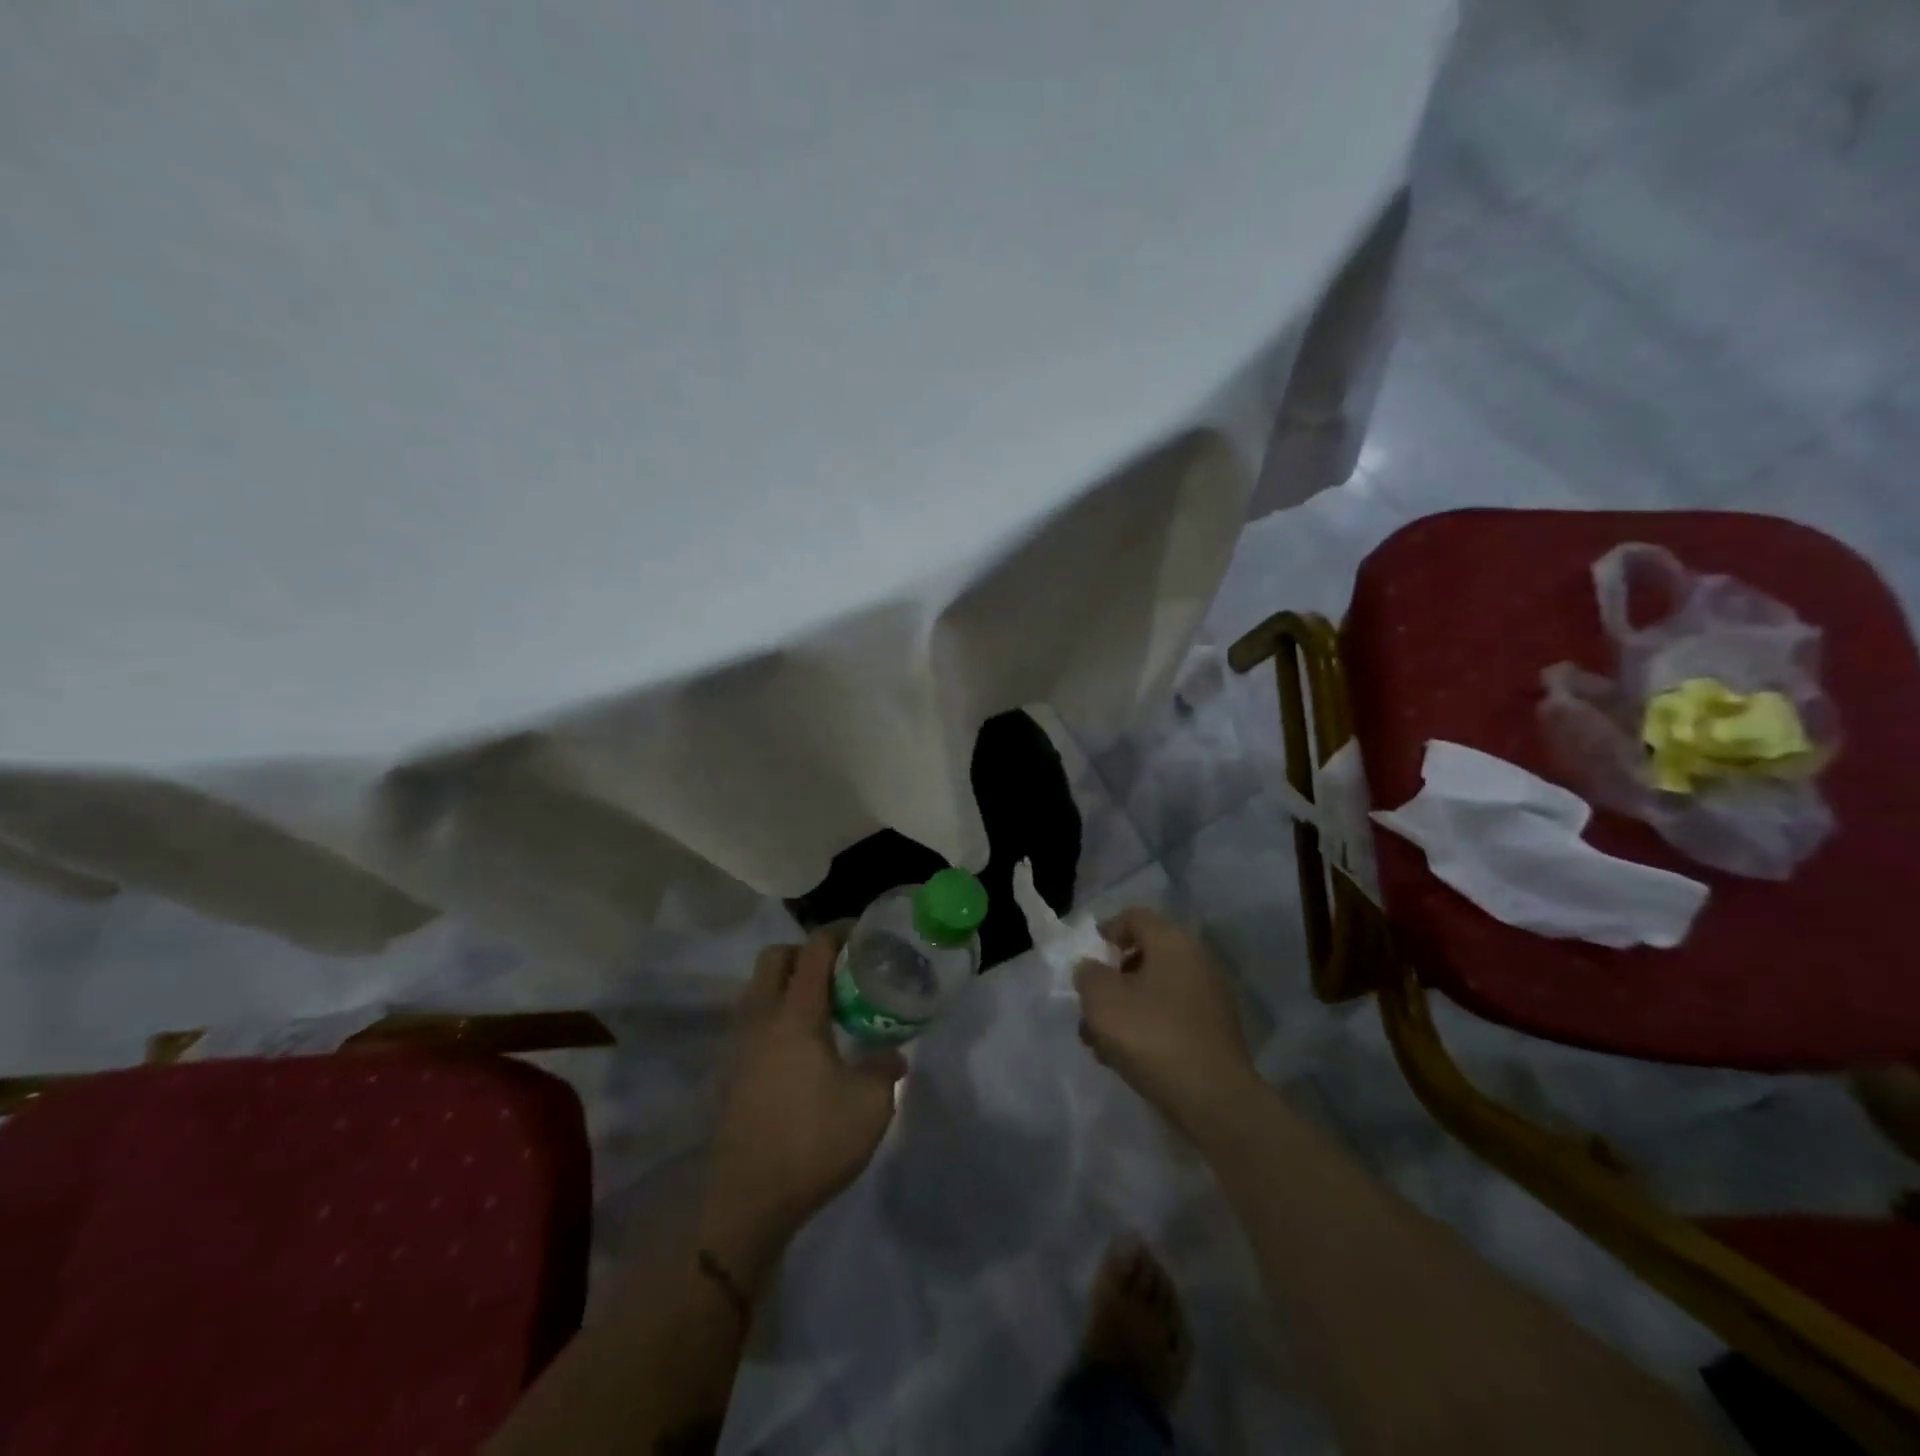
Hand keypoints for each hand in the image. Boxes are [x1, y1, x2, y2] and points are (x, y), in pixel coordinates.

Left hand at [701, 930, 904, 1289]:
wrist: (748, 1200)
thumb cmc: (813, 1142)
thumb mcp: (871, 1105)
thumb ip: (885, 1068)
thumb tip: (894, 1054)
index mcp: (796, 1014)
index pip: (813, 950)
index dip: (838, 933)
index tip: (863, 933)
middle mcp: (762, 1017)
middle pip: (775, 957)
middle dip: (806, 951)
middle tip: (841, 970)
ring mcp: (740, 1044)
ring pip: (759, 987)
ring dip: (787, 981)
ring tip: (824, 1006)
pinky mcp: (732, 1071)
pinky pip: (753, 1019)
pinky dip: (776, 1012)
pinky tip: (803, 1045)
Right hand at [1075, 907, 1259, 1135]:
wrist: (1214, 1100)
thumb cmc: (1152, 1036)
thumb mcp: (1102, 999)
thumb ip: (1088, 974)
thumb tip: (1092, 969)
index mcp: (1172, 942)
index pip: (1134, 917)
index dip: (1106, 931)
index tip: (1087, 960)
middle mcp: (1196, 961)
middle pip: (1144, 956)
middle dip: (1111, 980)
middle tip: (1090, 1007)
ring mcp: (1210, 998)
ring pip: (1155, 991)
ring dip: (1124, 1009)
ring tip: (1099, 1043)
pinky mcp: (1214, 1032)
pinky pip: (1171, 1016)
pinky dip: (1147, 1027)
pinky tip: (1126, 1058)